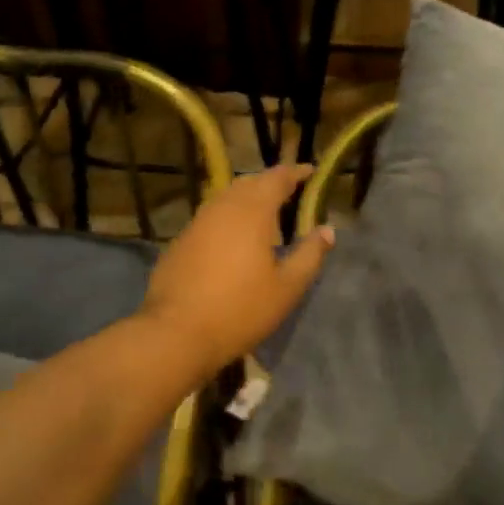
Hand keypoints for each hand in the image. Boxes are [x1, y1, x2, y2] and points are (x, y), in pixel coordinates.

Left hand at [140, 164, 334, 378]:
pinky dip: (228, 217)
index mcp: (252, 212)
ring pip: (226, 198)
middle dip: (270, 182)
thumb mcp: (287, 288)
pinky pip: (210, 218)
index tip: (310, 171)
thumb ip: (310, 255)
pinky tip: (233, 237)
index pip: (277, 179)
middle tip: (288, 191)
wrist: (176, 333)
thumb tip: (327, 230)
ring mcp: (196, 223)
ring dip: (246, 198)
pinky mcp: (180, 242)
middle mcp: (222, 208)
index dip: (295, 172)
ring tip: (263, 212)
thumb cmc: (240, 310)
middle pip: (249, 183)